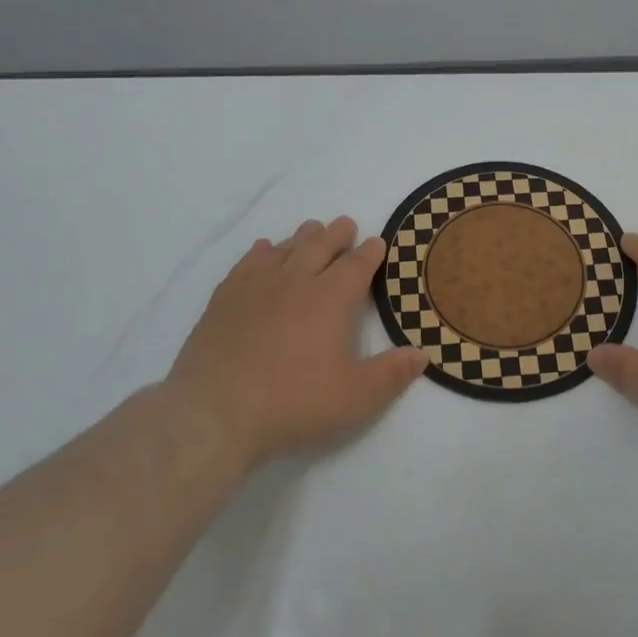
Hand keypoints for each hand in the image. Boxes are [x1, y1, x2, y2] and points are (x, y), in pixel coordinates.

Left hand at [159, 217, 425, 468]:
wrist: (215, 412)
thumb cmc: (294, 402)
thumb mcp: (356, 397)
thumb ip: (391, 374)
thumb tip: (422, 354)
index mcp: (331, 299)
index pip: (356, 266)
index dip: (369, 253)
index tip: (377, 243)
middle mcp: (295, 282)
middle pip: (319, 247)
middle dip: (336, 235)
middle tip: (345, 224)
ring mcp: (256, 288)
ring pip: (284, 250)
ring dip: (301, 237)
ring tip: (311, 229)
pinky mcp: (224, 300)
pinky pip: (247, 264)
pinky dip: (261, 252)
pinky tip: (263, 250)